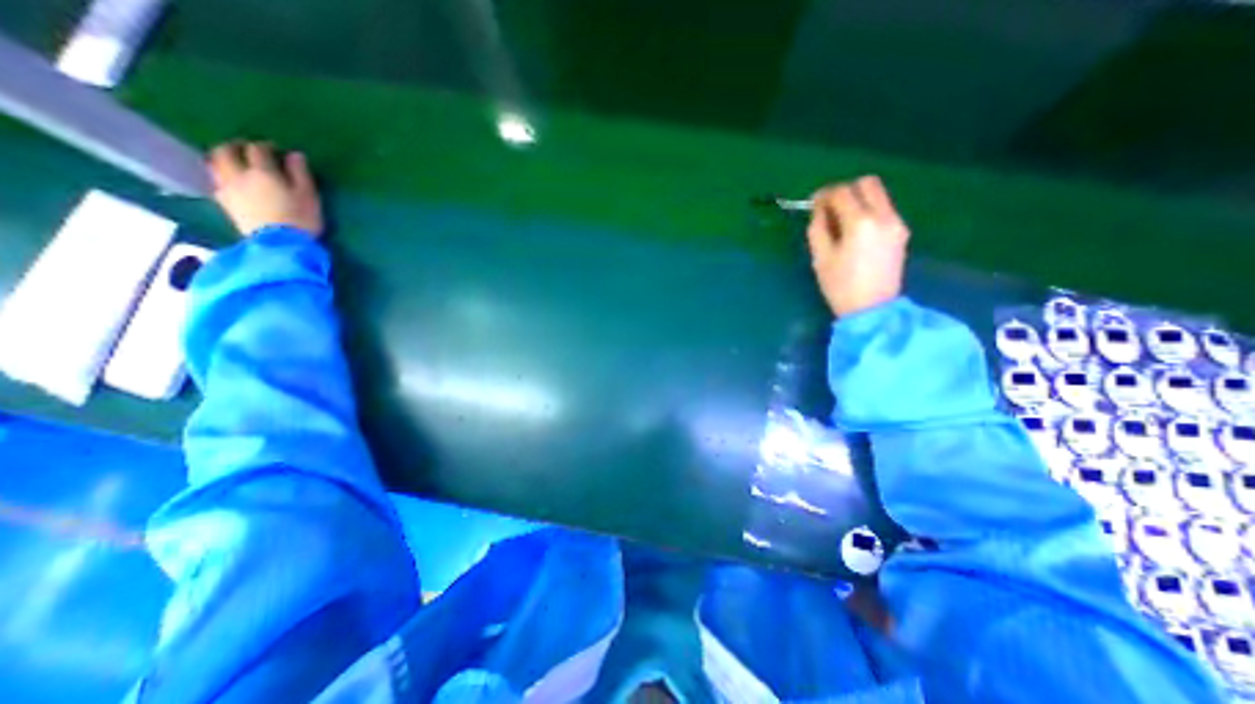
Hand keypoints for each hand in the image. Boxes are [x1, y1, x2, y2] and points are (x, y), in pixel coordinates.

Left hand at [207, 140, 321, 237]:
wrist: (281, 244)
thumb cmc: (301, 219)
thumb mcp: (309, 196)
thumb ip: (301, 174)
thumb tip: (295, 155)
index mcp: (262, 171)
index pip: (258, 149)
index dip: (266, 146)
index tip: (276, 150)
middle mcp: (238, 174)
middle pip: (226, 151)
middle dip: (236, 146)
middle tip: (248, 150)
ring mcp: (227, 188)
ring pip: (215, 164)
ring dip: (223, 158)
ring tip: (235, 162)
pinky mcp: (224, 203)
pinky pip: (216, 181)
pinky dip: (222, 175)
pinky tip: (231, 180)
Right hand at [810, 176, 907, 318]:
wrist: (873, 309)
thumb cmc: (840, 286)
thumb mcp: (820, 258)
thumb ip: (818, 228)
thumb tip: (820, 211)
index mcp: (860, 223)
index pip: (842, 192)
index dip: (824, 194)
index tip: (813, 204)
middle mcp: (883, 216)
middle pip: (867, 183)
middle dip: (845, 190)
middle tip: (830, 207)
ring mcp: (897, 223)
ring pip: (878, 195)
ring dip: (857, 200)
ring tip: (841, 221)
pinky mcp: (902, 232)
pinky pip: (884, 209)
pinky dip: (868, 211)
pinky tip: (855, 231)